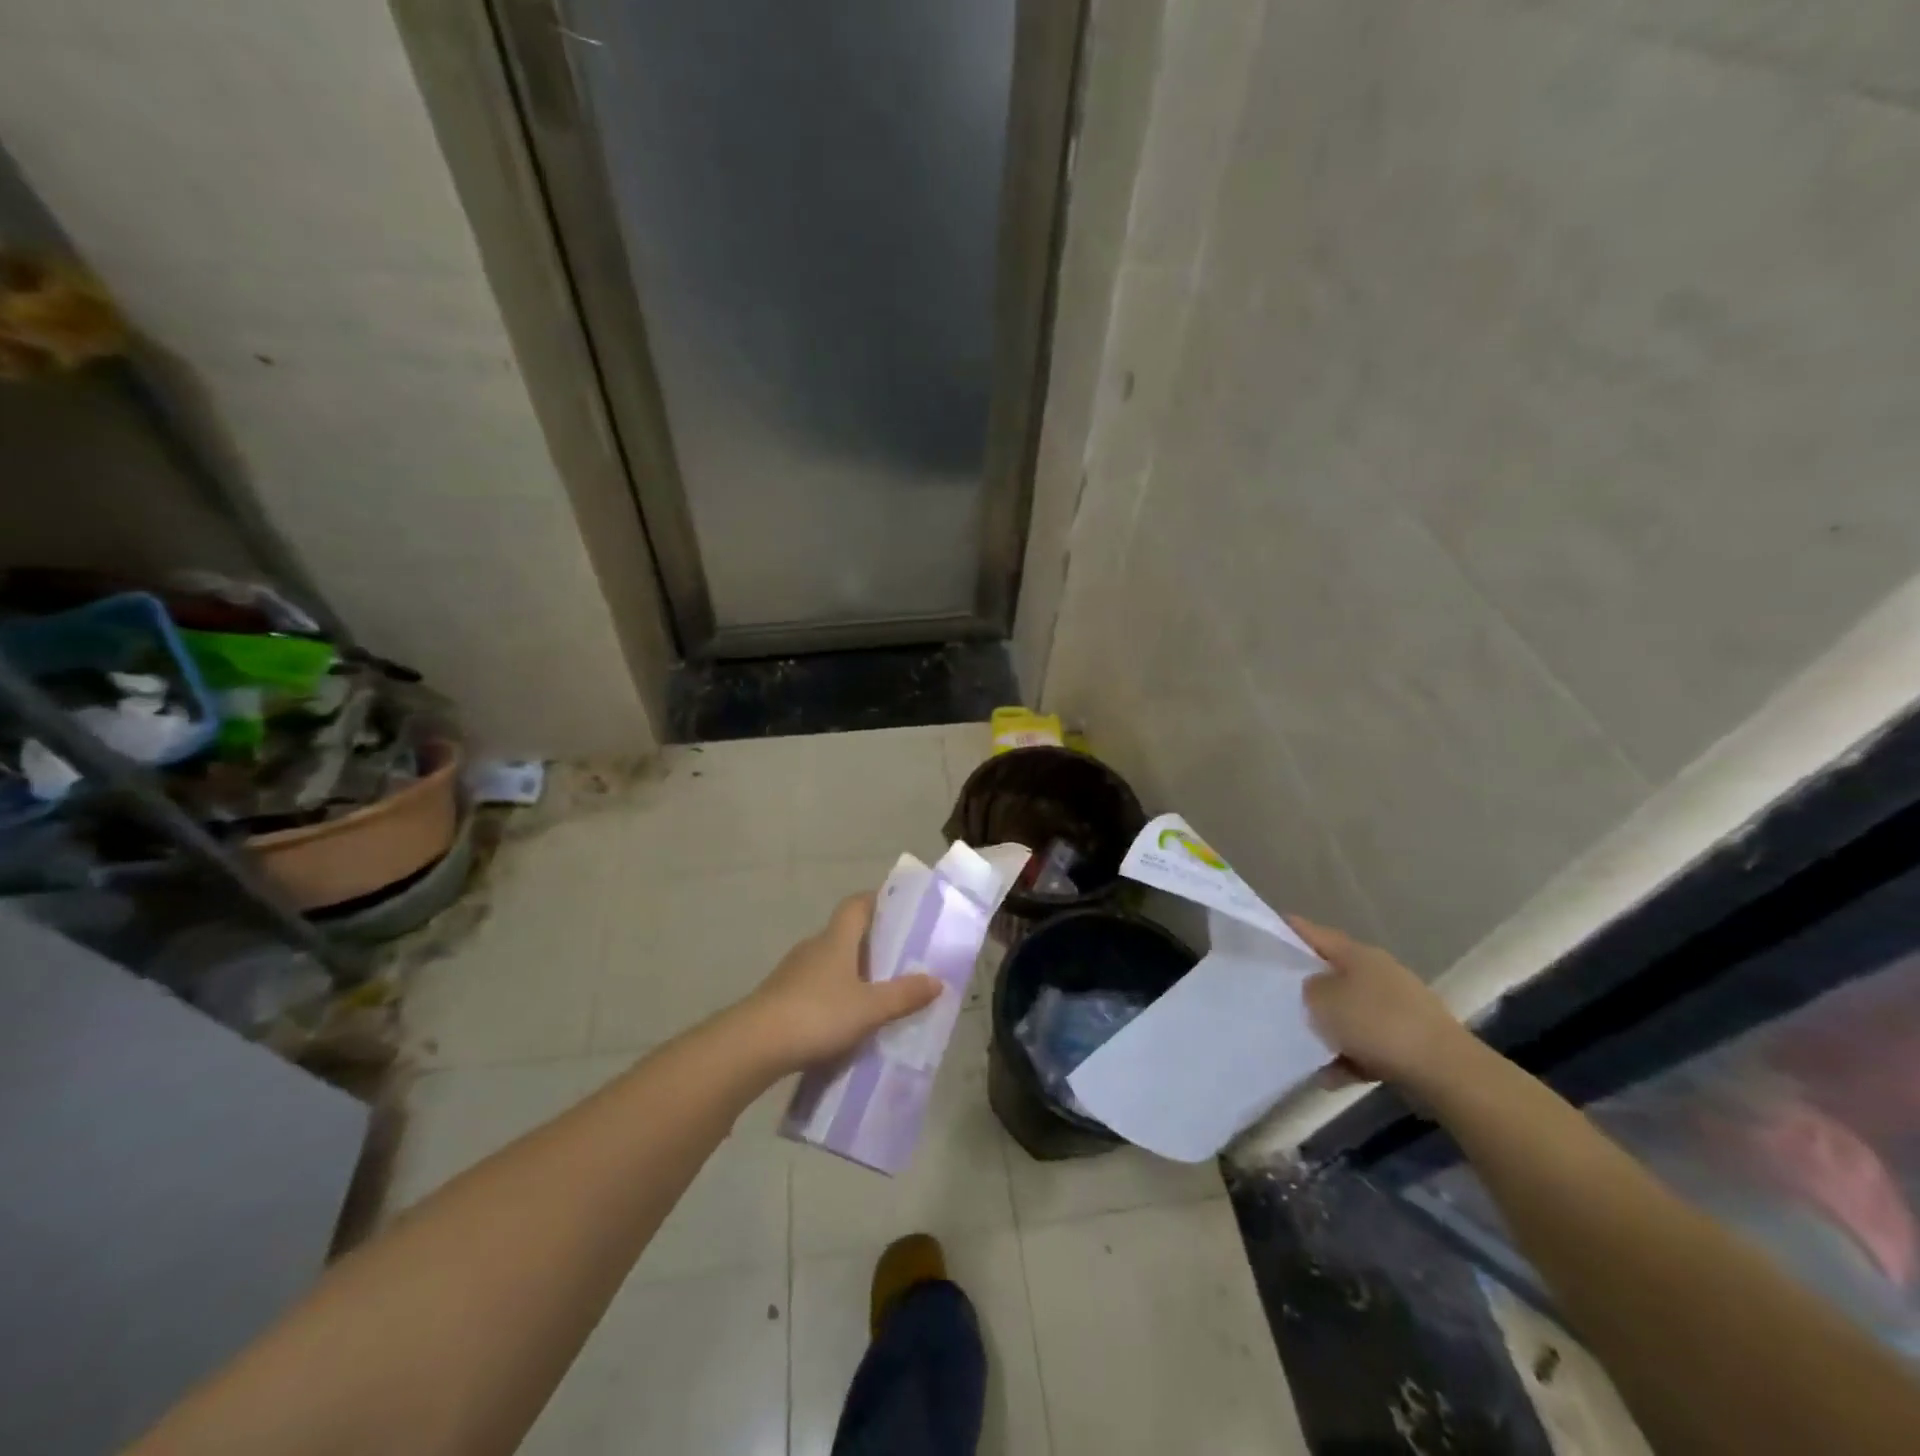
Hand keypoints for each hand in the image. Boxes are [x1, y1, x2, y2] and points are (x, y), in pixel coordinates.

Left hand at [738, 893, 941, 1073]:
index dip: (877, 900)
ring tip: (878, 994)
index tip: (900, 909)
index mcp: (836, 939)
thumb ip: (903, 995)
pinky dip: (834, 996)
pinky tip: (846, 1021)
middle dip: (872, 944)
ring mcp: (793, 973)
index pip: (857, 904)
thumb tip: (937, 980)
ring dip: (853, 973)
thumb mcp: (869, 1008)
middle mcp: (814, 947)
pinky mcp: (780, 998)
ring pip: (831, 963)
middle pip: (846, 934)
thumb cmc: (817, 1014)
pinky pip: (816, 988)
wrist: (753, 1045)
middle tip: (900, 960)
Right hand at [1289, 916, 1471, 1088]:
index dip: (1291, 929)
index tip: (1267, 929)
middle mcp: (1378, 973)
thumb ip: (1308, 989)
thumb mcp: (1323, 1000)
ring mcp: (1397, 1007)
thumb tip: (1313, 989)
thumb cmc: (1376, 1023)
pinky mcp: (1409, 1040)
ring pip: (1349, 1013)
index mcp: (1357, 954)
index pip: (1315, 934)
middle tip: (1276, 995)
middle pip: (1333, 974)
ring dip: (1329, 1029)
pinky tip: (1331, 1076)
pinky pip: (1367, 1045)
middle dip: (1307, 987)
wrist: (1444, 1070)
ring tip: (1303, 1048)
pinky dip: (1349, 1057)